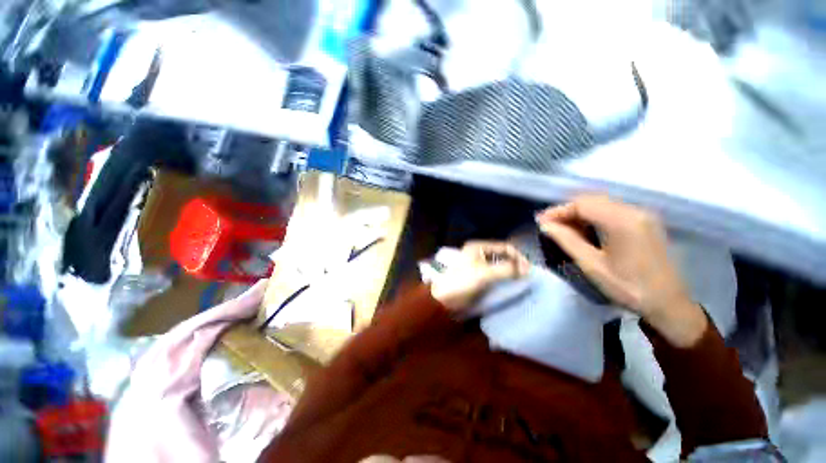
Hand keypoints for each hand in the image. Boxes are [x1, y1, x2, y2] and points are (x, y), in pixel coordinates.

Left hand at [430, 241, 529, 311]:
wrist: (443, 298)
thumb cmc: (462, 281)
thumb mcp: (485, 274)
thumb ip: (506, 270)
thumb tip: (527, 269)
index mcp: (478, 247)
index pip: (505, 247)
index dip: (518, 257)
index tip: (528, 270)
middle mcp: (478, 253)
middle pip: (502, 255)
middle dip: (515, 264)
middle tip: (526, 276)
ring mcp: (477, 264)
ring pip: (499, 265)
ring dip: (510, 271)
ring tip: (520, 281)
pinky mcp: (477, 276)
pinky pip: (494, 274)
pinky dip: (503, 278)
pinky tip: (509, 285)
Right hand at [536, 195, 707, 346]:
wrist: (668, 304)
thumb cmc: (628, 287)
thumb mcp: (592, 265)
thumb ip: (567, 240)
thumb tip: (545, 225)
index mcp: (622, 221)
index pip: (582, 204)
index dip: (558, 211)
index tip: (540, 221)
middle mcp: (634, 211)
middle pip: (592, 200)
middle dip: (567, 211)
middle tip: (549, 225)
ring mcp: (642, 215)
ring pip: (602, 204)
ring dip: (580, 213)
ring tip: (563, 228)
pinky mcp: (645, 222)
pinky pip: (613, 211)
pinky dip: (594, 216)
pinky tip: (585, 230)